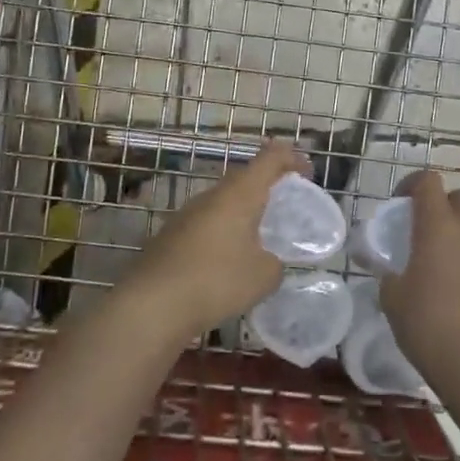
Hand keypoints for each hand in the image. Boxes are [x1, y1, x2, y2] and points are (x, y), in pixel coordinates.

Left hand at [127, 141, 306, 336]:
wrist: (153, 302)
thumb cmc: (217, 280)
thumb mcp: (263, 276)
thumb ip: (275, 263)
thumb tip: (269, 261)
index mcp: (240, 193)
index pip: (270, 158)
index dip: (291, 158)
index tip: (307, 172)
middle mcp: (213, 194)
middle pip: (245, 177)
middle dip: (267, 185)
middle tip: (285, 204)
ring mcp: (188, 212)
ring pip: (223, 200)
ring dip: (243, 210)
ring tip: (258, 235)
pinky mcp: (171, 233)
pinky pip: (207, 222)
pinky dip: (223, 230)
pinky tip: (227, 258)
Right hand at [378, 171, 459, 395]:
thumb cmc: (429, 326)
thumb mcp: (393, 300)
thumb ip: (387, 275)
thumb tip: (385, 267)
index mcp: (438, 227)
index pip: (429, 181)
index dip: (412, 184)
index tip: (399, 203)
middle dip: (443, 205)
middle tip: (423, 232)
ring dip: (459, 238)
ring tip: (440, 270)